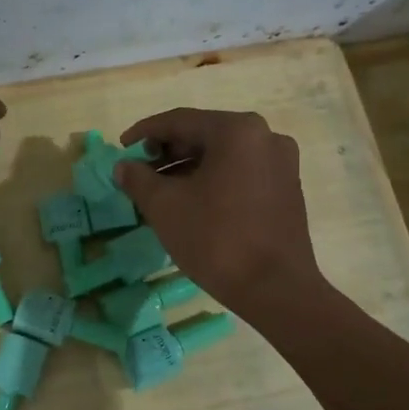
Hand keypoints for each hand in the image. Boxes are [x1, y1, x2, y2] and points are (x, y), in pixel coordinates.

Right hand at [115, 108, 322, 318]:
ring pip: (223, 156)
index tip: (121, 147)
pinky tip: (191, 202)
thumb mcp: (165, 206)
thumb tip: (123, 167)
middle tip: (139, 171)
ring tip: (159, 191)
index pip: (180, 121)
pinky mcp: (287, 189)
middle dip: (167, 152)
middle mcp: (265, 137)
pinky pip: (240, 173)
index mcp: (237, 131)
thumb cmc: (216, 239)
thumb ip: (138, 179)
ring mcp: (281, 163)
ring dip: (187, 168)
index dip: (144, 132)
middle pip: (204, 135)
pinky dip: (212, 180)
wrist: (275, 289)